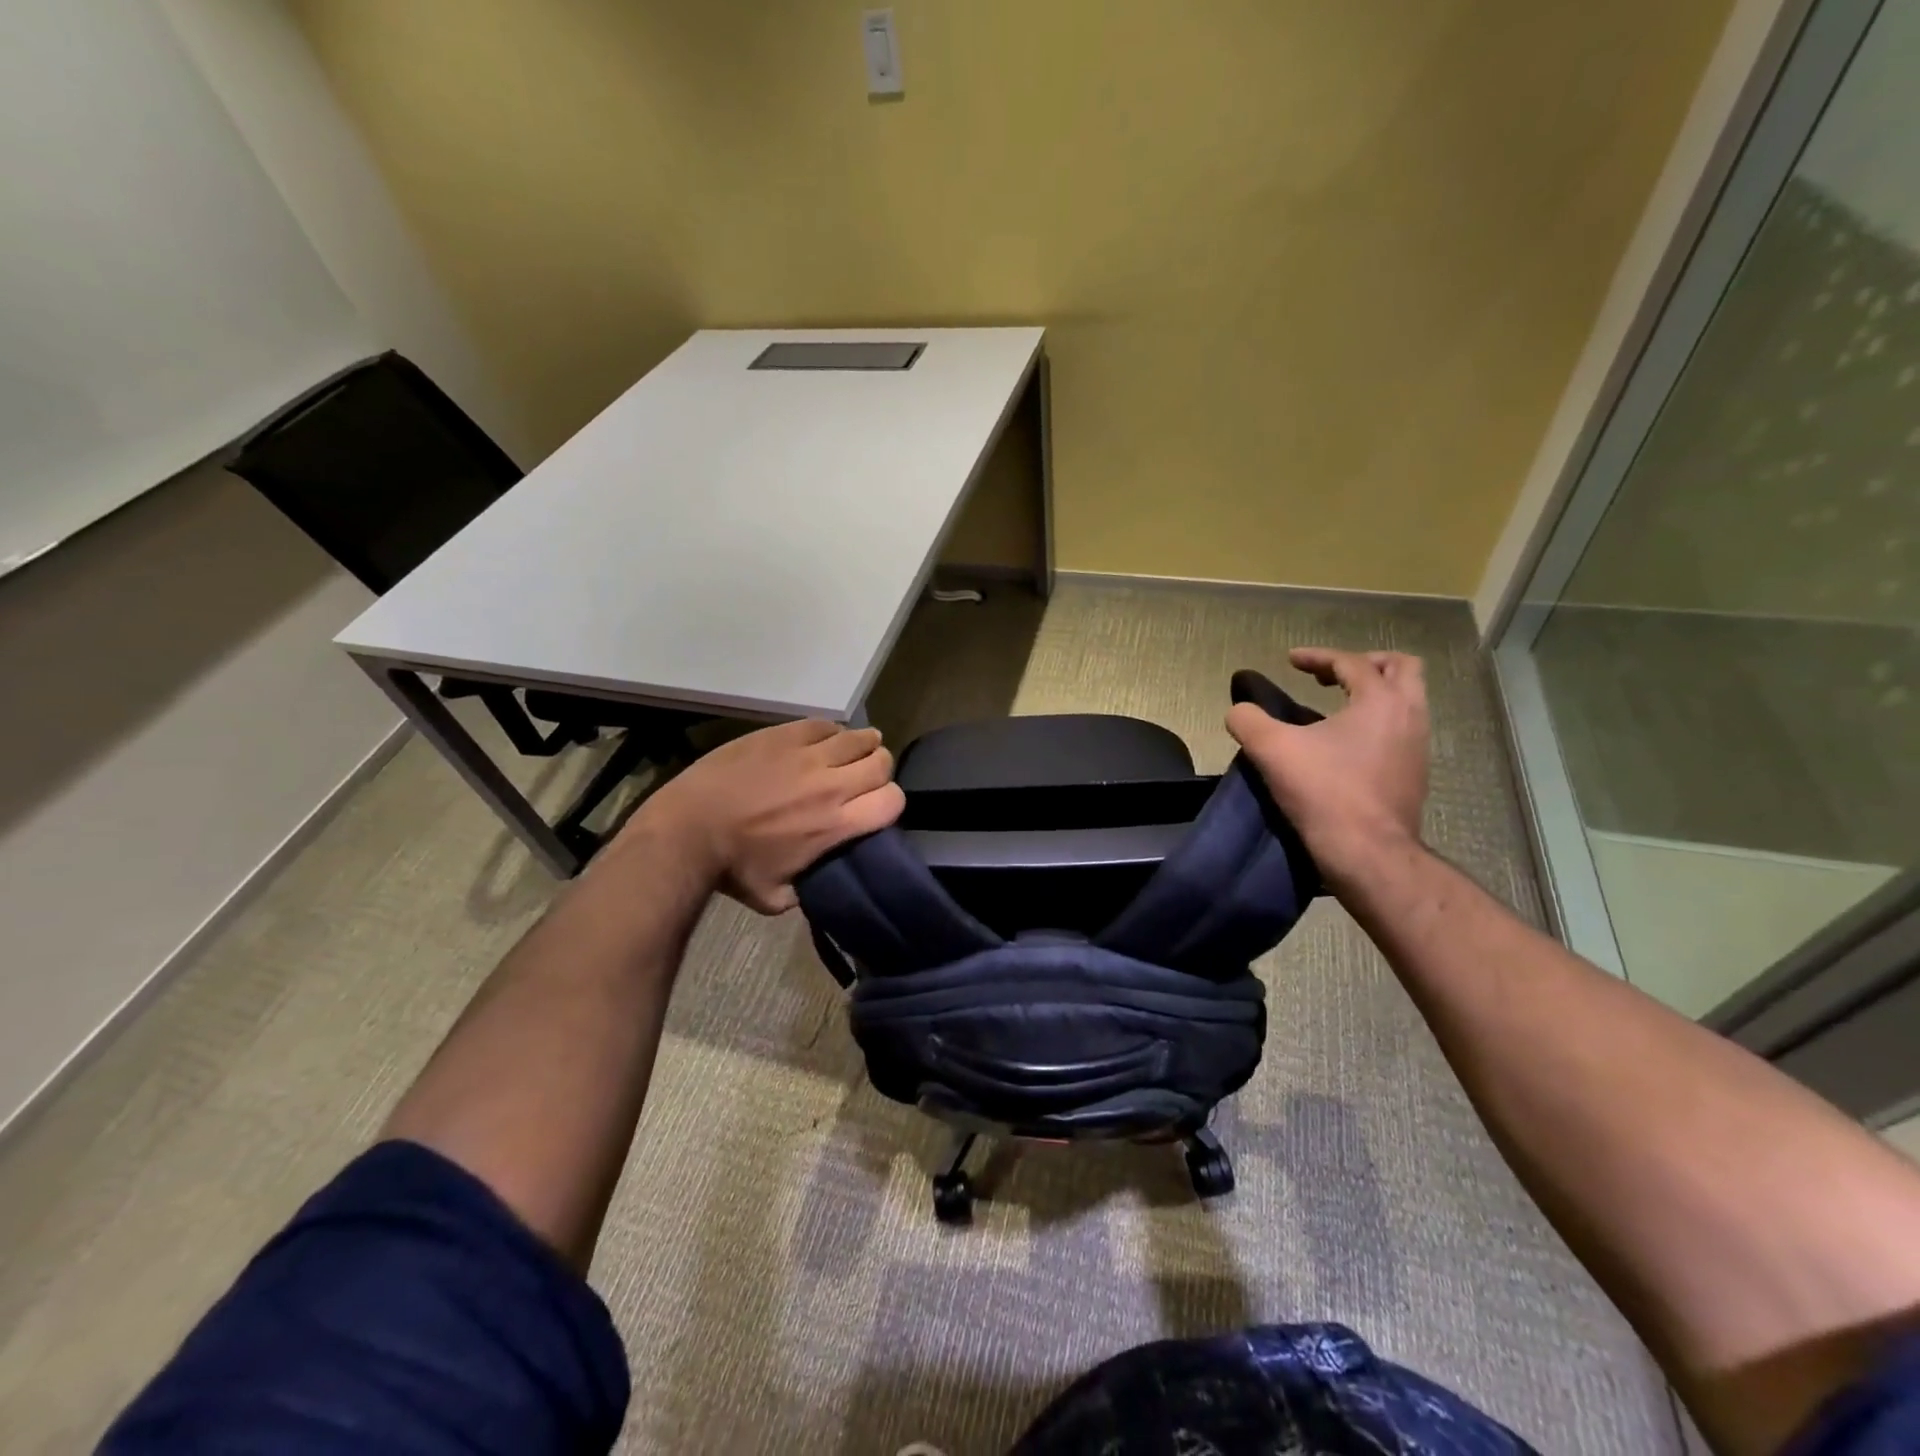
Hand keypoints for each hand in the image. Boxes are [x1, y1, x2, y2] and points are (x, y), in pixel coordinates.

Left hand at [619, 719, 904, 913]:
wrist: (686, 831)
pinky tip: (819, 745)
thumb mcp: (779, 897)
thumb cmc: (732, 870)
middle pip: (882, 762)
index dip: (889, 804)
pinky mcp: (783, 734)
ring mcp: (807, 754)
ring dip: (860, 748)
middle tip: (861, 781)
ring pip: (859, 737)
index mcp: (836, 824)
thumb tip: (823, 877)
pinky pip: (824, 725)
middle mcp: (831, 785)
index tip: (874, 809)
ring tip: (848, 756)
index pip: (893, 800)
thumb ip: (812, 885)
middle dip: (878, 772)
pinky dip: (830, 734)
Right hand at [1225, 648, 1428, 890]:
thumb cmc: (1324, 791)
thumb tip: (1239, 711)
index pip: (1350, 662)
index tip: (1290, 661)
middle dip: (1365, 664)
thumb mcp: (1271, 750)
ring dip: (1374, 694)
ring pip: (1407, 701)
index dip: (1317, 657)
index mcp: (1380, 700)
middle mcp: (1409, 715)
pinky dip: (1378, 723)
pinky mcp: (1415, 775)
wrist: (1367, 852)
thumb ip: (1248, 720)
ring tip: (1338, 707)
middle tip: (1331, 675)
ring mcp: (1418, 747)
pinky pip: (1402, 731)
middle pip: (1401, 668)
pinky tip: (1348, 745)